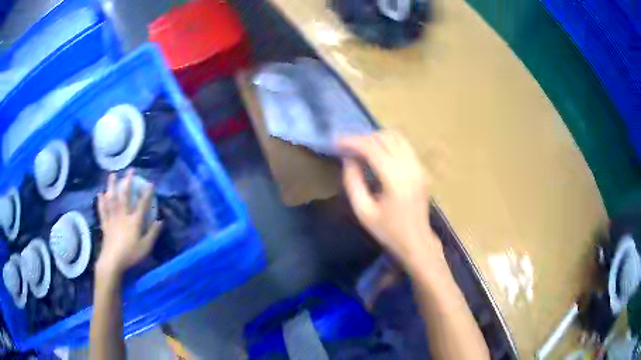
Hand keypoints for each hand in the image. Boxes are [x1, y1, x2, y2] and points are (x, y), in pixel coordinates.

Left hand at [96, 170, 161, 276]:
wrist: (112, 261)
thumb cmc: (130, 254)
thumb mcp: (146, 247)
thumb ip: (153, 233)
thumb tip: (160, 221)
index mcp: (134, 221)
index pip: (142, 204)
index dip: (146, 193)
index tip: (150, 183)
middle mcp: (122, 216)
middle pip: (124, 195)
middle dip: (127, 182)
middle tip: (130, 170)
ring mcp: (112, 218)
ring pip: (111, 199)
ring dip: (111, 185)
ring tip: (112, 175)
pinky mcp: (105, 224)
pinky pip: (102, 211)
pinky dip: (101, 202)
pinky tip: (100, 194)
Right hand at [338, 131, 442, 271]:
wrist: (416, 242)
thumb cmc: (388, 231)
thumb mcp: (363, 212)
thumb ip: (353, 182)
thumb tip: (348, 159)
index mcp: (395, 180)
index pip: (372, 148)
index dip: (352, 142)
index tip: (336, 142)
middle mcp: (409, 167)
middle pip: (385, 138)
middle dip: (363, 137)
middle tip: (347, 146)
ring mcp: (418, 166)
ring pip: (396, 137)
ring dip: (376, 137)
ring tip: (360, 147)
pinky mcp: (421, 168)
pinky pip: (404, 145)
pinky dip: (388, 142)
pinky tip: (377, 152)